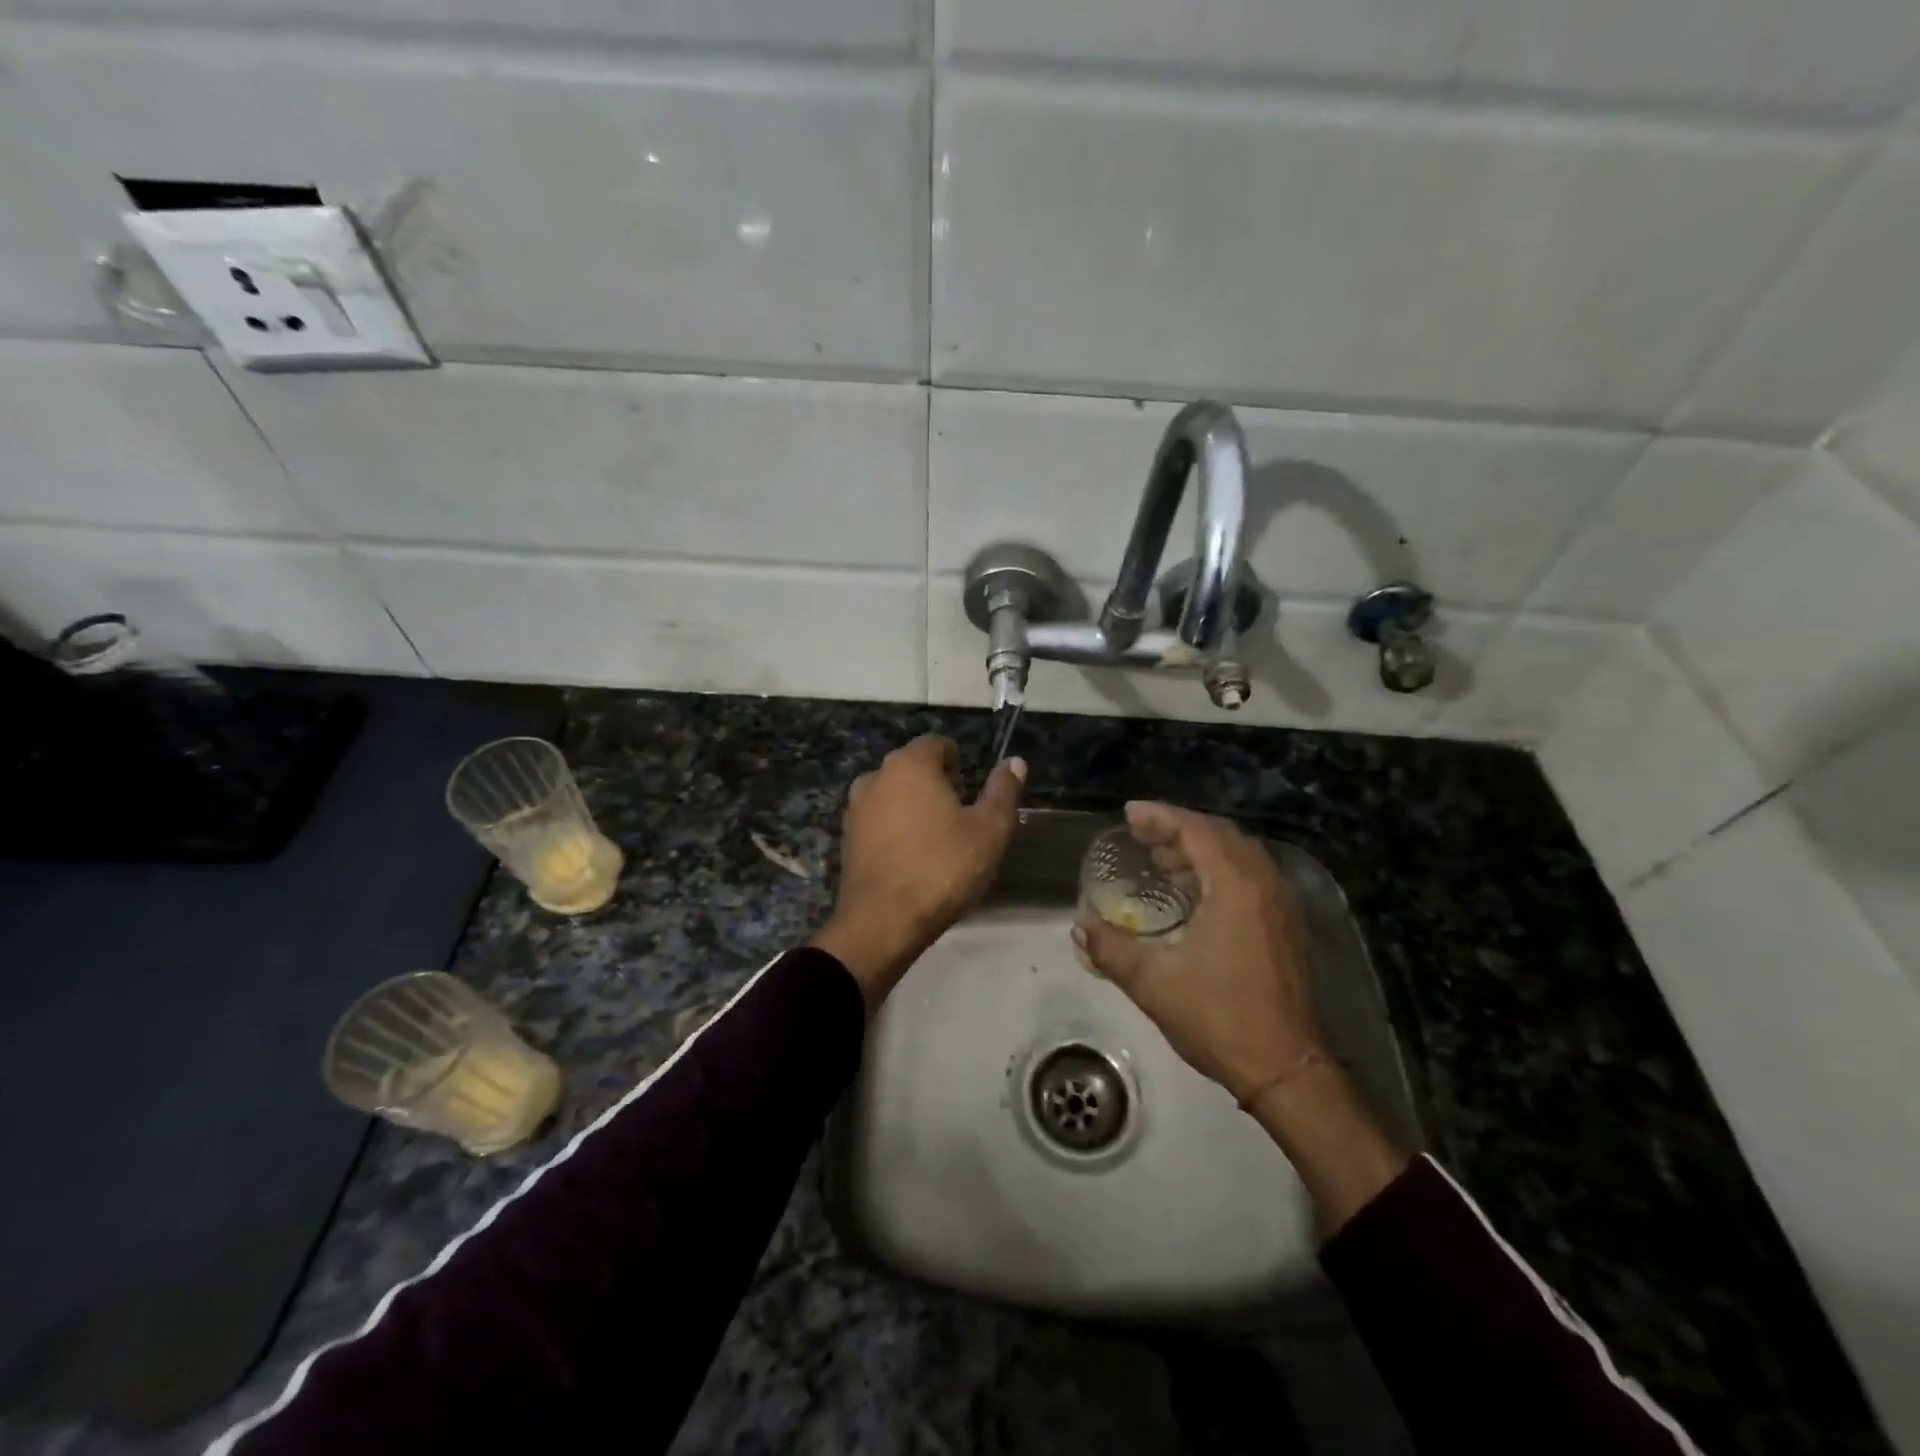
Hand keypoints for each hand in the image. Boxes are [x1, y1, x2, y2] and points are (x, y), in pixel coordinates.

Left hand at [811, 735, 1025, 1010]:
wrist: (882, 923)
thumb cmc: (942, 868)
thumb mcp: (990, 830)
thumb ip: (1003, 791)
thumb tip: (1015, 762)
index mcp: (909, 764)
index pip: (938, 745)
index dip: (960, 766)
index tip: (971, 798)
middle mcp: (875, 776)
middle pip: (914, 769)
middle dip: (938, 787)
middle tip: (959, 824)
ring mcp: (855, 808)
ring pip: (894, 796)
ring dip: (915, 810)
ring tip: (936, 846)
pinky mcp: (846, 839)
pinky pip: (878, 822)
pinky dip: (895, 832)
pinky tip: (911, 862)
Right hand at [1075, 802, 1408, 1232]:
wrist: (1286, 1069)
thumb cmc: (1218, 1018)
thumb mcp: (1153, 983)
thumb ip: (1111, 949)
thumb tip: (1079, 926)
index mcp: (1235, 888)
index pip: (1196, 831)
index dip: (1160, 816)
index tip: (1129, 813)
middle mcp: (1264, 885)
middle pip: (1220, 835)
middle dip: (1178, 829)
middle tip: (1141, 836)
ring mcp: (1281, 906)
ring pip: (1239, 856)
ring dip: (1200, 850)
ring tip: (1161, 861)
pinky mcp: (1286, 927)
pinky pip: (1251, 877)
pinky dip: (1219, 870)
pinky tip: (1193, 894)